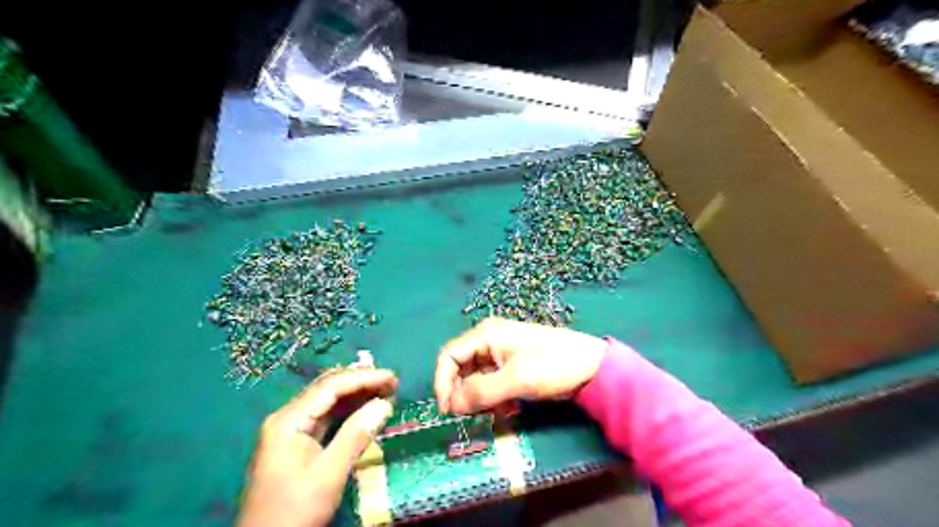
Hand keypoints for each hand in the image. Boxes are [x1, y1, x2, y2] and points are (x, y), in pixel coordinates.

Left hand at [240, 367, 395, 526]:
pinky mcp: (296, 444)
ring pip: (327, 402)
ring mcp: (291, 431)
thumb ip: (356, 435)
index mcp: (288, 420)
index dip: (364, 378)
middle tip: (392, 381)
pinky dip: (348, 410)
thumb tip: (384, 403)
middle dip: (361, 381)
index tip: (392, 377)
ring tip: (385, 390)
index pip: (330, 386)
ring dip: (356, 394)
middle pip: (327, 389)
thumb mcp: (329, 474)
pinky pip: (326, 417)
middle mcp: (287, 418)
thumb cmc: (294, 511)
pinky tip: (366, 408)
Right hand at [435, 318, 609, 416]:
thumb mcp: (517, 379)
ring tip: (490, 415)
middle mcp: (488, 341)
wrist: (592, 365)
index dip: (442, 382)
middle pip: (459, 367)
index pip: (449, 356)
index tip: (447, 411)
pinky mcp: (511, 366)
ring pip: (474, 377)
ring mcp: (500, 353)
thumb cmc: (553, 364)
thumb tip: (451, 406)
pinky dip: (491, 398)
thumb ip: (481, 391)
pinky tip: (504, 410)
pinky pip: (490, 382)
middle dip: (460, 392)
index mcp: (485, 335)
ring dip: (477, 398)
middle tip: (468, 417)